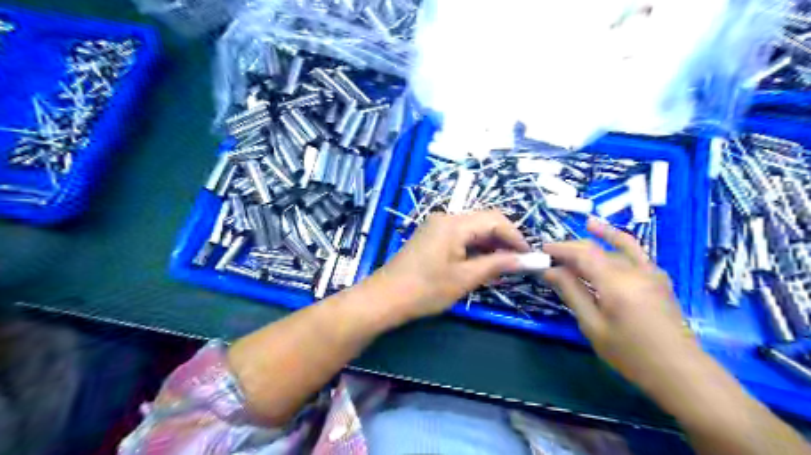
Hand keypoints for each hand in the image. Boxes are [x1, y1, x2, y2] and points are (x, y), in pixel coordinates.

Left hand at [369, 212, 533, 321]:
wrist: (385, 298)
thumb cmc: (425, 289)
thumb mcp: (465, 278)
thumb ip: (497, 264)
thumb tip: (525, 259)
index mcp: (454, 223)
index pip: (495, 220)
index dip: (516, 237)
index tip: (529, 257)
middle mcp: (445, 218)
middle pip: (484, 222)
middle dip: (504, 241)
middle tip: (519, 264)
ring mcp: (436, 227)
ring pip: (473, 231)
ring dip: (490, 247)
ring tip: (504, 268)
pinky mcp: (431, 238)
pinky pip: (460, 238)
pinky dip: (474, 250)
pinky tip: (484, 266)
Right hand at [544, 216, 703, 393]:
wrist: (680, 372)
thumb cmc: (630, 353)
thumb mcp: (593, 326)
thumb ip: (572, 293)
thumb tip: (550, 271)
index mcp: (616, 283)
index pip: (583, 253)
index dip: (561, 248)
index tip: (542, 250)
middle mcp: (635, 270)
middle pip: (598, 248)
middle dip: (573, 247)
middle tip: (554, 253)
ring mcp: (651, 273)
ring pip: (621, 246)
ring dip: (601, 237)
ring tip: (588, 225)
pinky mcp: (660, 279)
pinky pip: (638, 254)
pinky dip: (623, 244)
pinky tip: (615, 244)